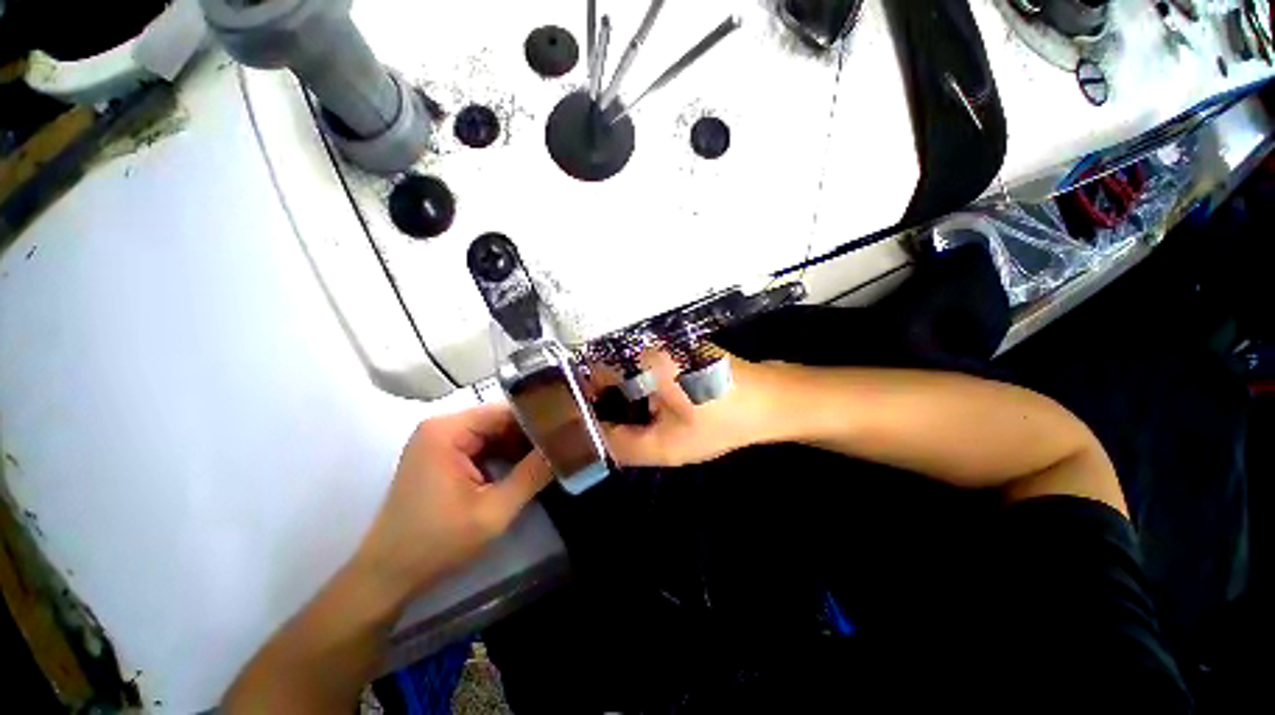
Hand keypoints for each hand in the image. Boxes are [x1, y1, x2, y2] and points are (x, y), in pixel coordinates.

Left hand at [352, 405, 553, 604]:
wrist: (387, 575)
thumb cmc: (437, 542)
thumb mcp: (493, 511)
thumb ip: (532, 475)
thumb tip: (567, 448)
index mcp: (449, 430)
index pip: (507, 411)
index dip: (540, 420)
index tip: (569, 430)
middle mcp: (443, 426)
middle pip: (500, 420)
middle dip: (532, 435)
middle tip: (566, 445)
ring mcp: (440, 440)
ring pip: (494, 433)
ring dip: (521, 446)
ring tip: (553, 455)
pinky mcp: (442, 455)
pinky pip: (483, 446)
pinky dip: (505, 456)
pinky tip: (527, 467)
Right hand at [597, 349, 779, 467]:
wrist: (770, 401)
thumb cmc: (722, 421)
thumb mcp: (669, 445)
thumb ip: (623, 446)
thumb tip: (592, 439)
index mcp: (646, 359)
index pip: (592, 371)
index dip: (582, 398)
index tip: (581, 424)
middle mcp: (650, 343)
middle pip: (606, 370)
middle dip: (602, 401)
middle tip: (606, 430)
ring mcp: (663, 345)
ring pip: (624, 370)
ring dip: (621, 397)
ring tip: (625, 424)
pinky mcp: (674, 350)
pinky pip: (642, 368)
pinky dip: (637, 390)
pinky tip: (648, 411)